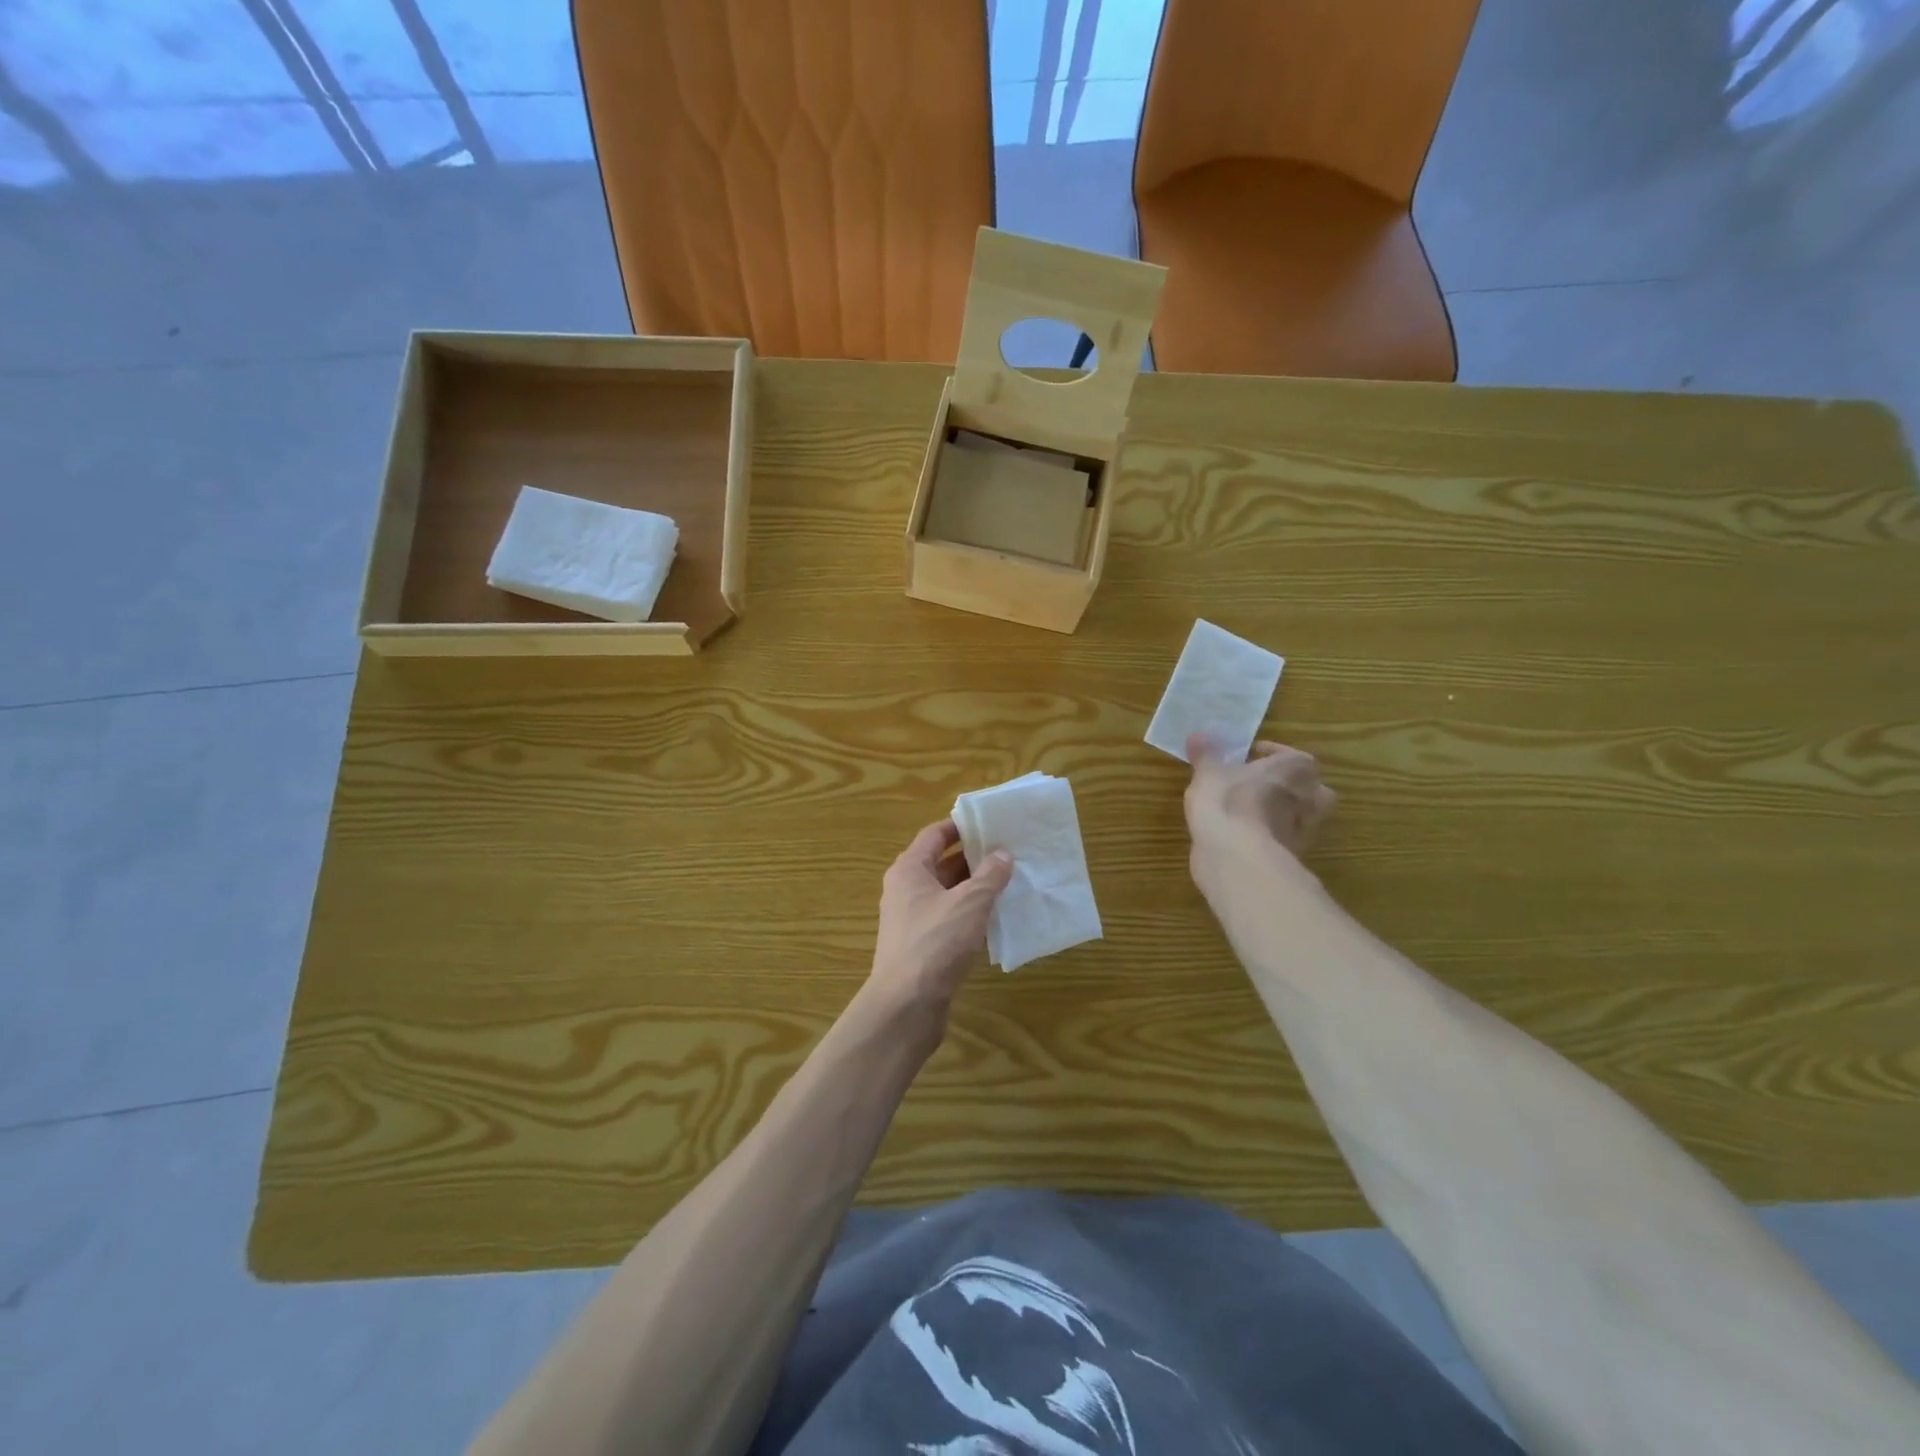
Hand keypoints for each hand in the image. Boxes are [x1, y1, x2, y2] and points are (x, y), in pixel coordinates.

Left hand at [868, 819, 1013, 1016]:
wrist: (906, 1005)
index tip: (991, 823)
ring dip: (975, 888)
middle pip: (941, 863)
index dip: (961, 826)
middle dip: (974, 858)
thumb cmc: (935, 942)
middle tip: (1009, 852)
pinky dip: (970, 915)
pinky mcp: (922, 947)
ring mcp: (912, 920)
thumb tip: (1003, 854)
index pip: (934, 835)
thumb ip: (989, 876)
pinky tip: (997, 919)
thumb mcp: (969, 903)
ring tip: (1010, 882)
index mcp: (909, 870)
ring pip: (947, 894)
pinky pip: (949, 920)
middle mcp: (906, 890)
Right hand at [1184, 735, 1336, 898]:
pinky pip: (1283, 841)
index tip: (1252, 754)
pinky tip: (1246, 837)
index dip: (1272, 753)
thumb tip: (1200, 735)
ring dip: (1282, 813)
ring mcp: (1304, 832)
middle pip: (1309, 788)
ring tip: (1252, 812)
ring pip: (1300, 817)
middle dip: (1290, 786)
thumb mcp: (1208, 772)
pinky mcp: (1291, 858)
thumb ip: (1206, 754)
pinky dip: (1270, 837)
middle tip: (1263, 785)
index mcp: (1295, 770)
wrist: (1236, 857)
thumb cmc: (1227, 802)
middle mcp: (1309, 799)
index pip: (1293, 756)